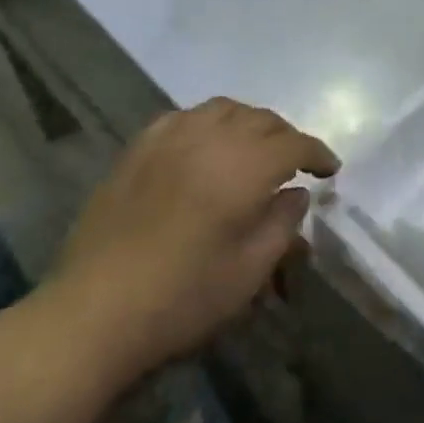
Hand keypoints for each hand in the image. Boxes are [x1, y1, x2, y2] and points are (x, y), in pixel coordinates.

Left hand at [39, 98, 338, 394]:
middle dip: (286, 137)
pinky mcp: (137, 151)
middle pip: (262, 119)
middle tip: (294, 163)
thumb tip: (295, 193)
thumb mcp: (250, 271)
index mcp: (245, 167)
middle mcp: (210, 139)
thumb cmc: (182, 298)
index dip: (318, 154)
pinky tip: (204, 145)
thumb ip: (282, 224)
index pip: (295, 143)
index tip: (330, 170)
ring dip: (249, 123)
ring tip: (253, 147)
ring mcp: (169, 140)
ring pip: (223, 109)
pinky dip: (207, 123)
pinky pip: (183, 117)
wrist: (93, 313)